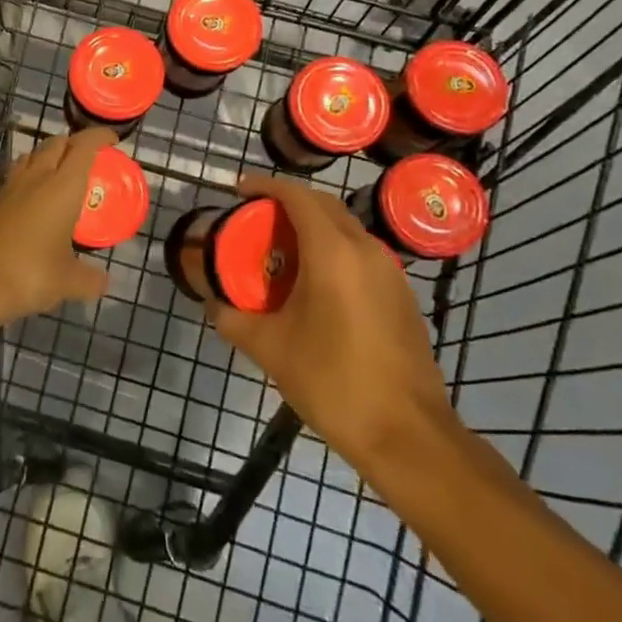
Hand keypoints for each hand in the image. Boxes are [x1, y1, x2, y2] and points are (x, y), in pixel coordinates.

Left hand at [0, 129, 113, 334]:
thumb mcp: (67, 282)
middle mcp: (36, 178)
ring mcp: (9, 188)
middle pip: (55, 144)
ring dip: (46, 156)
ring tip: (58, 172)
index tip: (112, 140)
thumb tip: (104, 282)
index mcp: (62, 187)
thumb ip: (89, 279)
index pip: (83, 147)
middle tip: (87, 158)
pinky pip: (13, 179)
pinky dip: (27, 179)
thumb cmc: (28, 274)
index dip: (99, 137)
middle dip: (73, 144)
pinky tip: (30, 201)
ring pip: (30, 157)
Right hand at [208, 174, 460, 487]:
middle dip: (288, 203)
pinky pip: (361, 253)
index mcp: (333, 252)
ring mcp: (390, 271)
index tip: (239, 191)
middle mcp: (365, 250)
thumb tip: (213, 304)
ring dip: (313, 227)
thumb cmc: (333, 382)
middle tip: (256, 219)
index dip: (265, 186)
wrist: (408, 436)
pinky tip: (315, 284)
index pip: (297, 196)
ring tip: (282, 250)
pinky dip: (334, 250)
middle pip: (323, 205)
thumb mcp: (271, 349)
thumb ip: (233, 319)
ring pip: (346, 229)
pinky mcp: (402, 295)